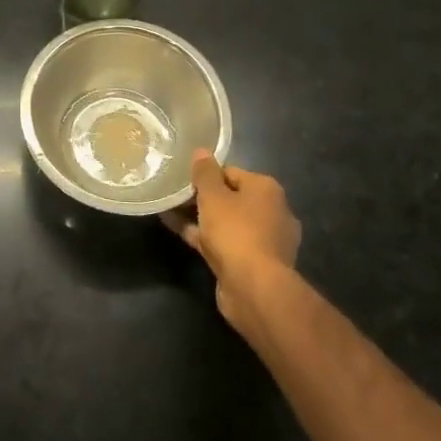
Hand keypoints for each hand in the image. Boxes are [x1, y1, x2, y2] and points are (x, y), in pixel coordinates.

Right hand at [165, 150, 301, 338]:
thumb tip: (201, 151)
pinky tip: (176, 229)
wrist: (254, 289)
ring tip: (169, 209)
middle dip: (203, 197)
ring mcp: (264, 241)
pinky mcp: (254, 263)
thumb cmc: (235, 232)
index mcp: (267, 189)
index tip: (183, 178)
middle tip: (175, 194)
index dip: (206, 174)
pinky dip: (204, 236)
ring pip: (226, 222)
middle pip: (231, 197)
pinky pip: (224, 242)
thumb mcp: (213, 195)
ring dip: (200, 217)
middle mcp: (271, 212)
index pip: (231, 172)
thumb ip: (205, 172)